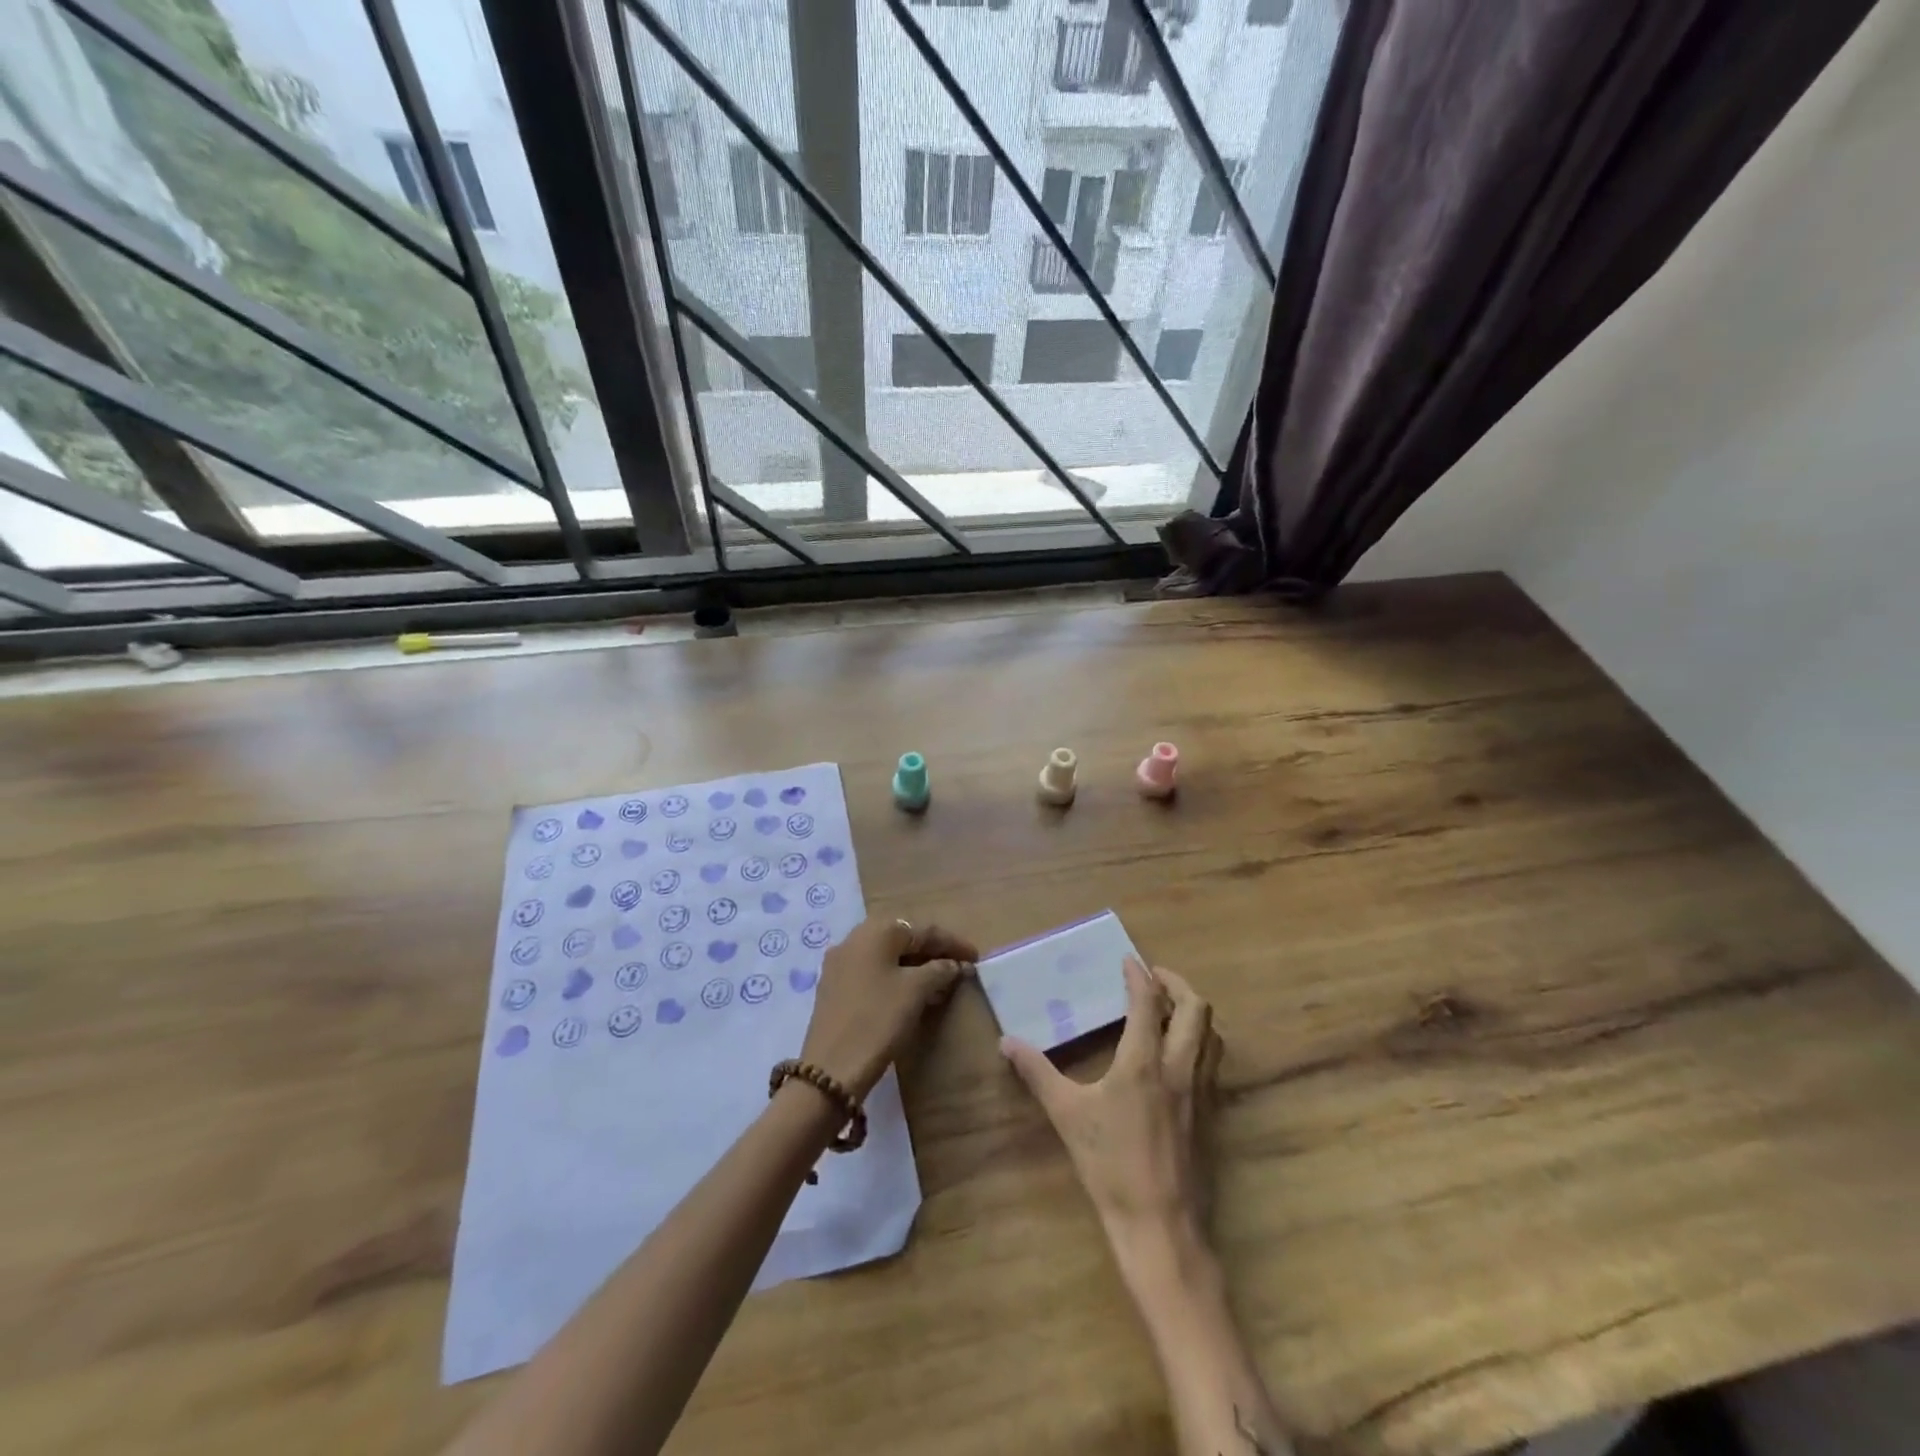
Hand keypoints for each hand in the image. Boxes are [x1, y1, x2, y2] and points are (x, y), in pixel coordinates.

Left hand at [800, 917, 977, 1098]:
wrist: (831, 1070)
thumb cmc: (878, 1020)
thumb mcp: (915, 991)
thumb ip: (940, 970)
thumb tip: (955, 964)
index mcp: (876, 931)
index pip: (923, 930)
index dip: (953, 943)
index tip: (976, 958)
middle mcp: (854, 938)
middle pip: (903, 938)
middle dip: (933, 952)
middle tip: (958, 967)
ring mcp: (841, 963)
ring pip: (887, 956)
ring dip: (915, 966)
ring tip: (941, 982)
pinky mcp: (834, 986)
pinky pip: (873, 972)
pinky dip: (896, 977)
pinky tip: (912, 994)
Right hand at [1002, 958, 1222, 1247]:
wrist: (1160, 1226)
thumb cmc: (1111, 1166)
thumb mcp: (1067, 1115)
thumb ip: (1038, 1073)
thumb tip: (1007, 1042)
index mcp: (1144, 1061)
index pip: (1148, 1002)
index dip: (1139, 976)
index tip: (1129, 960)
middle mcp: (1180, 1067)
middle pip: (1196, 1009)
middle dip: (1177, 984)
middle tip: (1155, 978)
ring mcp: (1201, 1092)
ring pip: (1212, 1035)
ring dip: (1194, 1012)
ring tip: (1170, 1010)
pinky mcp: (1212, 1115)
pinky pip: (1214, 1063)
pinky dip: (1201, 1042)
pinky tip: (1179, 1056)